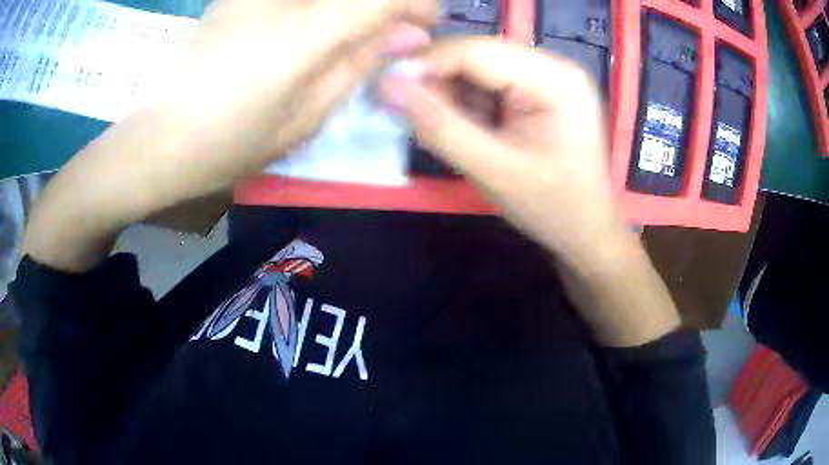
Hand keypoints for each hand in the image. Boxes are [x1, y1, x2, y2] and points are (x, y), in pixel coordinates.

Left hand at [149, 0, 436, 202]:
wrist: (160, 139)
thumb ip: (360, 65)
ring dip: (352, 8)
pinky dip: (320, 8)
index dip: (416, 6)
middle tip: (392, 30)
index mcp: (305, 34)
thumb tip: (409, 35)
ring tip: (352, 35)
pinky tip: (318, 27)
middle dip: (387, 4)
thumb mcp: (308, 118)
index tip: (423, 27)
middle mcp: (282, 0)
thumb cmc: (231, 143)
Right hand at [379, 37, 625, 269]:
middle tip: (413, 114)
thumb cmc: (551, 209)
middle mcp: (556, 67)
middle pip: (479, 55)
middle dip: (440, 81)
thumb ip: (439, 126)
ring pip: (481, 68)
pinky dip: (470, 102)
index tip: (387, 89)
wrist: (586, 232)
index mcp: (556, 80)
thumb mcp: (493, 171)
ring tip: (444, 128)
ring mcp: (551, 77)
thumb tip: (386, 86)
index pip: (477, 52)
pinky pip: (493, 83)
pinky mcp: (543, 91)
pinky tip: (468, 128)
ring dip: (453, 94)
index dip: (426, 65)